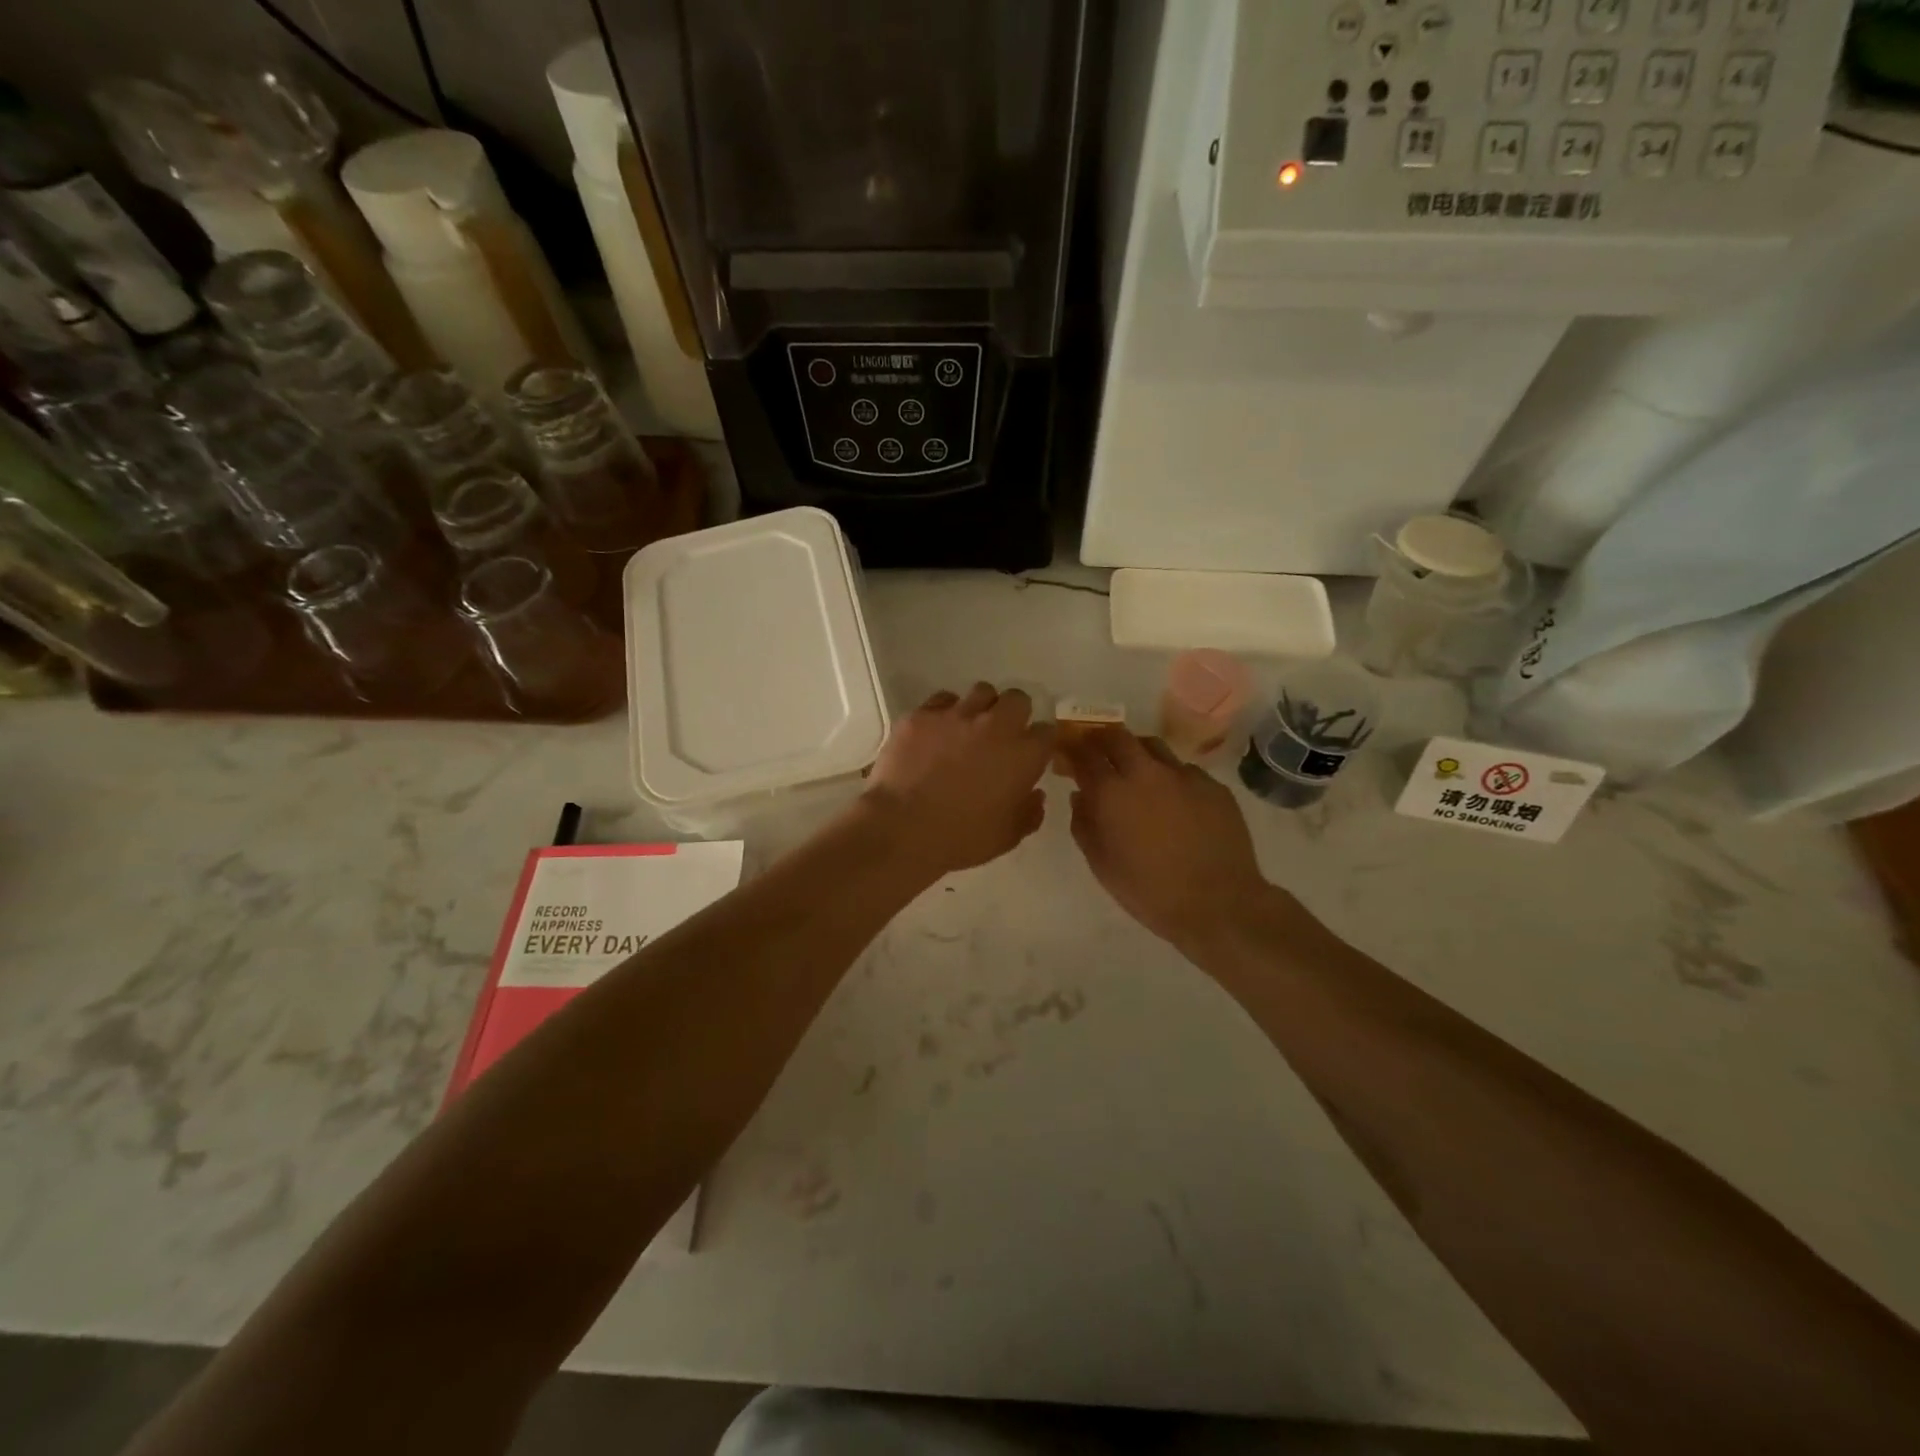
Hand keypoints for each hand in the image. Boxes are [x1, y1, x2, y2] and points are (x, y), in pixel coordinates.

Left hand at [862, 684, 1054, 877]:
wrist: (902, 829)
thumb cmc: (961, 838)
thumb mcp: (1006, 837)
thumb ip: (1029, 813)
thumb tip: (1036, 795)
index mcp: (1023, 756)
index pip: (1047, 732)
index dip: (1040, 741)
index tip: (1031, 753)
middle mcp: (995, 726)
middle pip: (1017, 699)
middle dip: (1014, 713)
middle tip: (1001, 734)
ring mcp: (957, 715)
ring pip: (981, 692)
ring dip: (981, 707)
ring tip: (969, 727)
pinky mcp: (923, 715)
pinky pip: (942, 700)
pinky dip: (944, 713)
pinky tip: (936, 732)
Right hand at [1065, 728, 1267, 949]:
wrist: (1219, 904)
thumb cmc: (1149, 891)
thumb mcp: (1102, 865)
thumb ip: (1084, 825)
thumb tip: (1080, 796)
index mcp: (1112, 792)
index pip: (1084, 753)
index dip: (1071, 748)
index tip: (1066, 751)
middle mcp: (1146, 772)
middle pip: (1118, 736)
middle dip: (1102, 739)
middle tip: (1097, 751)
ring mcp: (1184, 775)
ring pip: (1153, 747)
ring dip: (1136, 752)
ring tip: (1135, 770)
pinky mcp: (1213, 786)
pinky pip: (1184, 770)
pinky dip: (1170, 777)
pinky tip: (1174, 800)